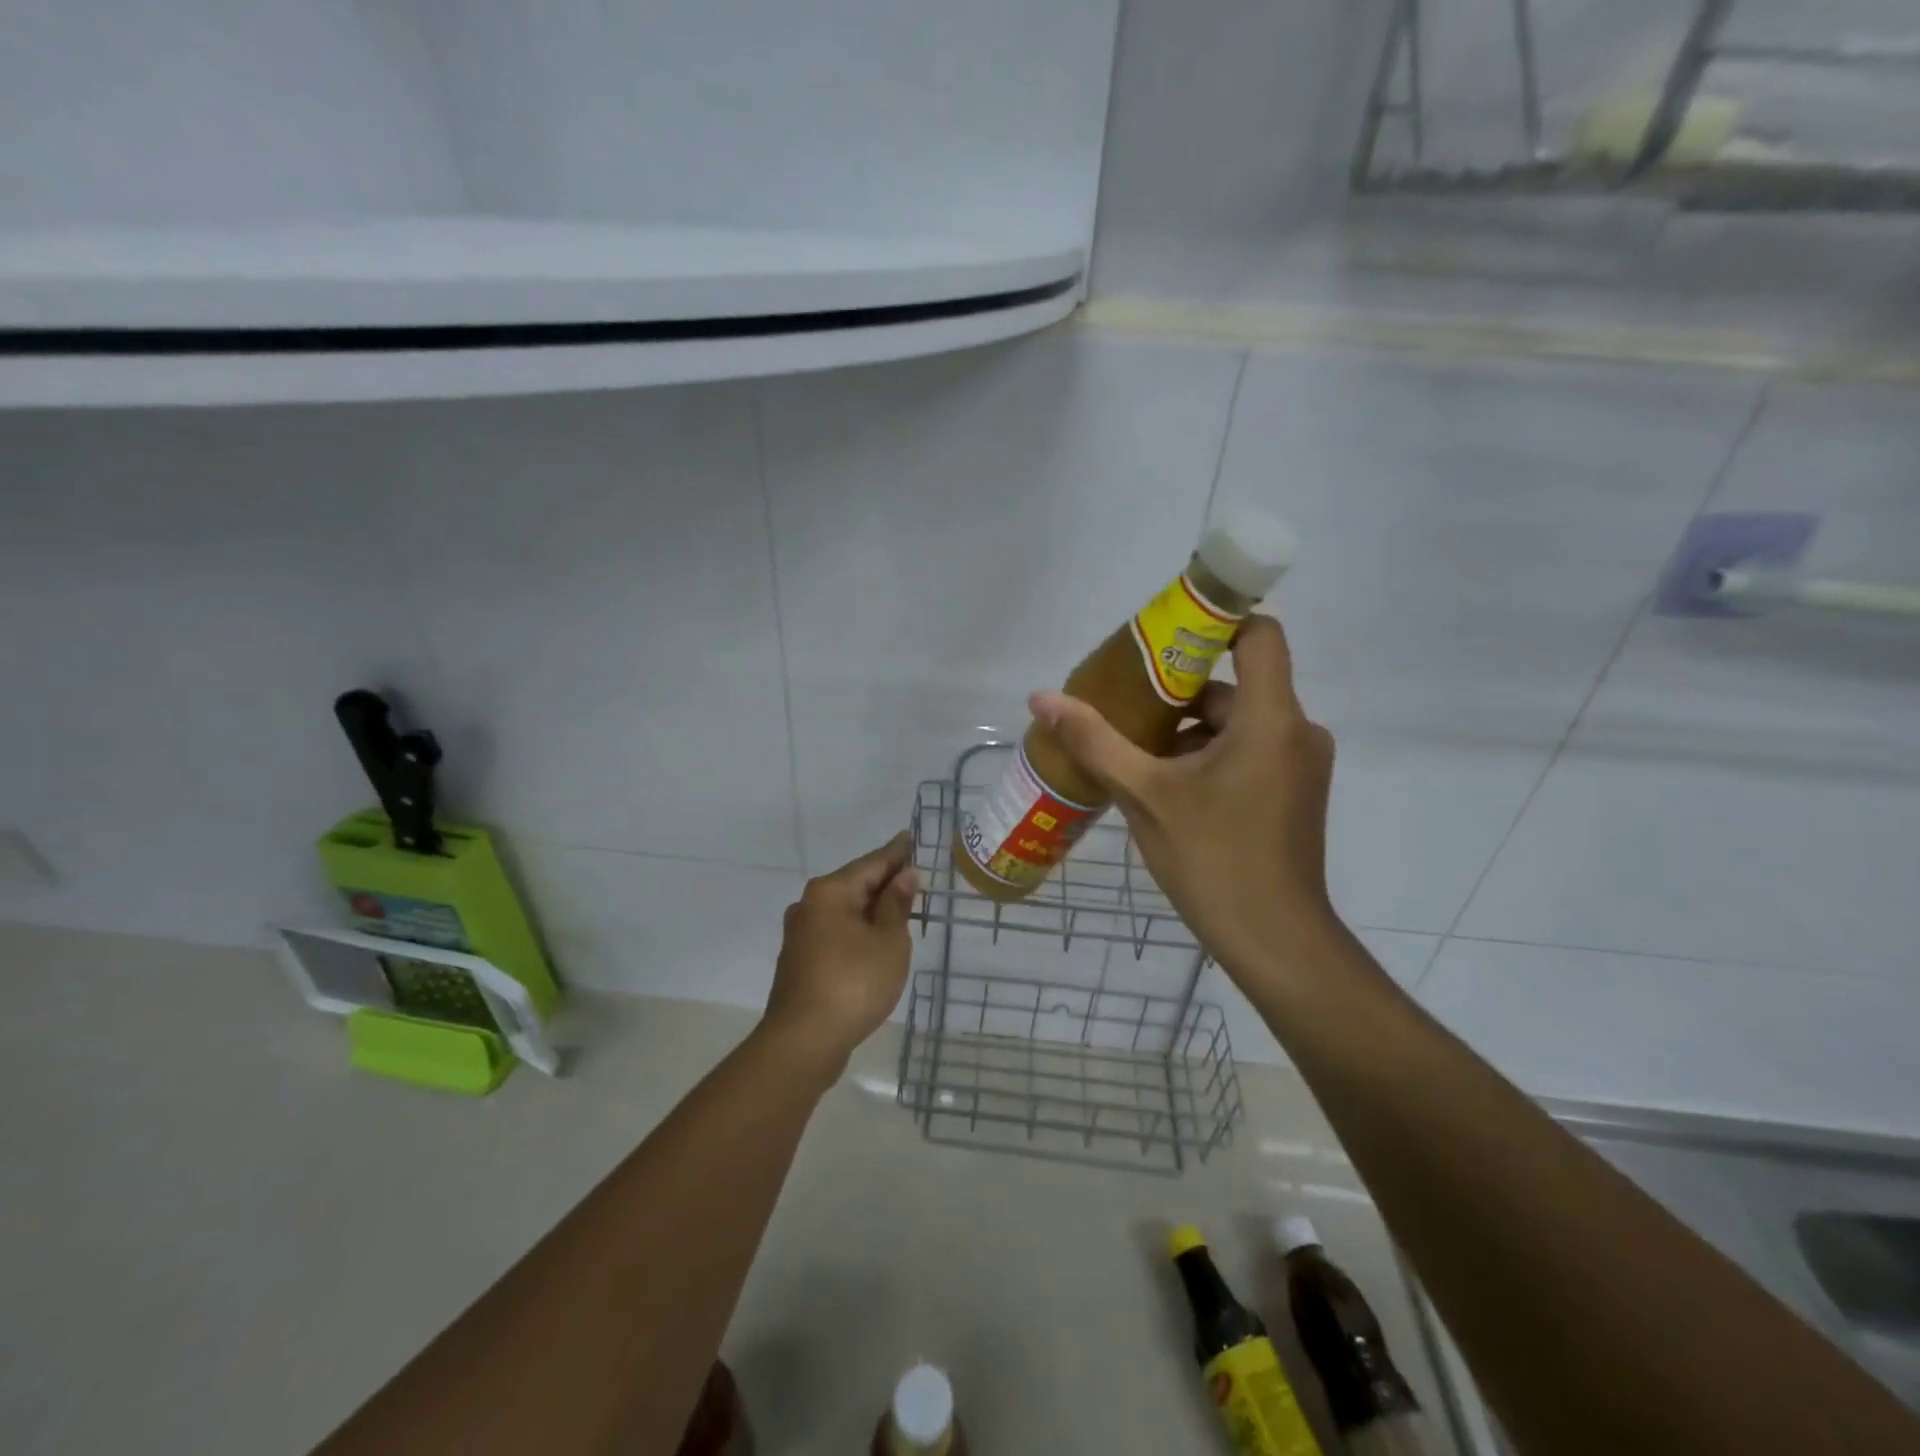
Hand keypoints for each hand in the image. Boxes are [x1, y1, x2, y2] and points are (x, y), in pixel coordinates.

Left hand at [761, 832, 918, 1078]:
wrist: (803, 1041)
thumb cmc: (853, 983)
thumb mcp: (888, 941)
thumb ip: (897, 905)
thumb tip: (905, 875)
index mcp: (830, 892)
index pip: (871, 863)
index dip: (895, 852)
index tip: (910, 837)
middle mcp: (809, 905)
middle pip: (854, 884)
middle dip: (884, 880)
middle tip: (913, 873)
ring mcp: (800, 934)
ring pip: (844, 910)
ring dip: (871, 907)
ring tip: (900, 905)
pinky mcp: (800, 961)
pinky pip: (836, 931)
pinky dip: (858, 928)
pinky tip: (874, 938)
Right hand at [1030, 615, 1338, 984]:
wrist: (1273, 941)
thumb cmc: (1212, 858)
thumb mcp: (1144, 794)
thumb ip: (1094, 740)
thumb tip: (1042, 696)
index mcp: (1270, 718)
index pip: (1258, 635)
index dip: (1214, 623)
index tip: (1161, 637)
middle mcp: (1296, 731)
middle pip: (1234, 685)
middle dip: (1176, 694)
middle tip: (1121, 709)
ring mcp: (1299, 764)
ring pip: (1236, 724)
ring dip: (1186, 733)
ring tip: (1131, 755)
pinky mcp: (1293, 792)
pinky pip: (1248, 751)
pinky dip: (1207, 757)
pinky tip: (1163, 788)